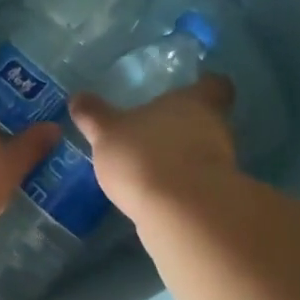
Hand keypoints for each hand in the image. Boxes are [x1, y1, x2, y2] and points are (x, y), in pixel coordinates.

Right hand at [68, 76, 237, 219]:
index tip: (192, 90)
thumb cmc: (146, 155)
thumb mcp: (107, 132)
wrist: (181, 215)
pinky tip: (156, 194)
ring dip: (182, 158)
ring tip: (150, 167)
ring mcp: (221, 165)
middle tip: (155, 132)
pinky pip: (198, 184)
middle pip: (210, 120)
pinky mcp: (217, 197)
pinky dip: (181, 186)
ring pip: (205, 153)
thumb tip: (77, 98)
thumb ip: (94, 115)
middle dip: (185, 127)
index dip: (206, 86)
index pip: (216, 84)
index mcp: (195, 101)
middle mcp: (216, 127)